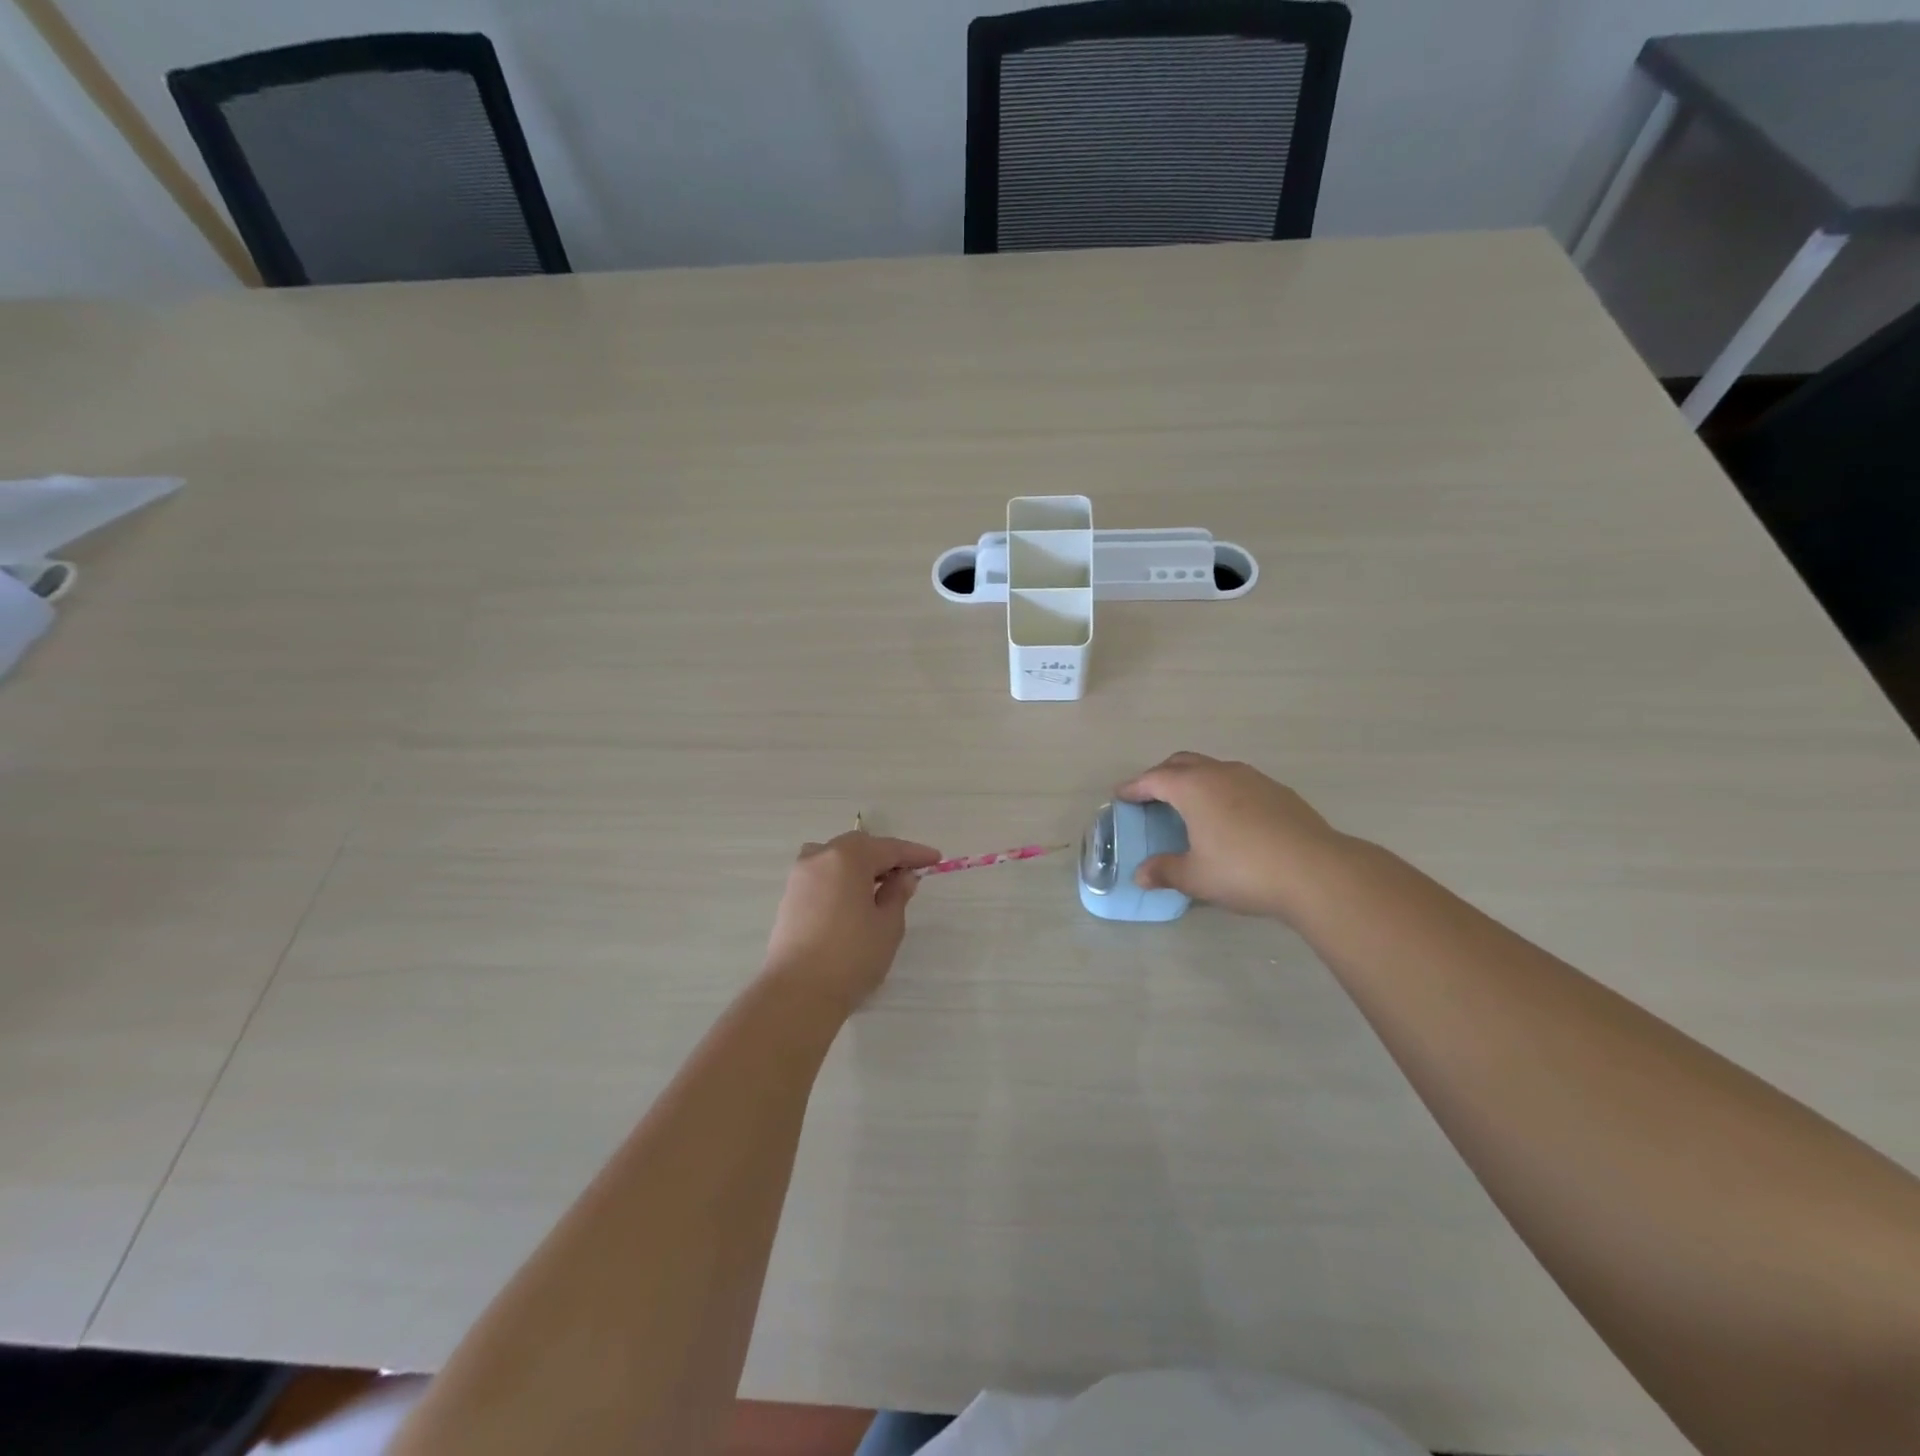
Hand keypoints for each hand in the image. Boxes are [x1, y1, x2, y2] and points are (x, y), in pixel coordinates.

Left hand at [762, 832, 941, 1011]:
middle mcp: (820, 857)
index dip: (914, 853)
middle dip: (885, 857)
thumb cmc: (852, 956)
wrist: (798, 993)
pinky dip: (842, 879)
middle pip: (859, 847)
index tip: (935, 859)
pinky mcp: (790, 897)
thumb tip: (902, 877)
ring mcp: (800, 876)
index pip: (888, 848)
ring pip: (836, 859)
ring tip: (879, 887)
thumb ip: (898, 894)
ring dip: (860, 866)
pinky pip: (822, 875)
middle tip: (908, 875)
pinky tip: (854, 900)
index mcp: (847, 857)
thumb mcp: (888, 925)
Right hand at [1117, 752, 1349, 920]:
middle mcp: (1220, 773)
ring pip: (1213, 768)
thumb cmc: (1244, 870)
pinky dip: (1222, 791)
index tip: (1121, 796)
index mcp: (1193, 787)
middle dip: (1162, 775)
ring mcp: (1253, 779)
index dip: (1134, 788)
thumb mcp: (1196, 877)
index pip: (1153, 779)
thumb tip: (1141, 875)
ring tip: (1189, 805)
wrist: (1316, 871)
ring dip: (1194, 780)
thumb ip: (1165, 871)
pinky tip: (1229, 817)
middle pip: (1182, 763)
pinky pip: (1238, 782)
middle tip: (1151, 796)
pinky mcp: (1278, 792)